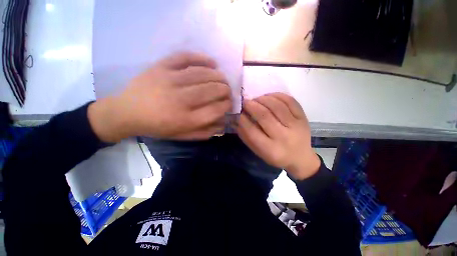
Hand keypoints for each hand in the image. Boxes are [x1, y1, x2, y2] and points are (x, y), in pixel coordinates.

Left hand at [88, 52, 231, 141]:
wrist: (127, 112)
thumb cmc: (158, 127)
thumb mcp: (182, 136)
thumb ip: (204, 132)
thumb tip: (223, 123)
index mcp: (185, 119)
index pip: (215, 109)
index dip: (227, 105)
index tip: (230, 103)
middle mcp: (180, 100)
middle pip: (211, 90)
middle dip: (225, 90)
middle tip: (228, 91)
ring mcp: (169, 80)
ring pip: (202, 74)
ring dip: (218, 76)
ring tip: (223, 79)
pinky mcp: (161, 67)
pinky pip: (185, 57)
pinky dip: (201, 58)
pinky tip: (212, 62)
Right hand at [235, 93, 319, 179]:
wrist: (300, 158)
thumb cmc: (276, 156)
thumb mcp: (258, 151)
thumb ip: (246, 136)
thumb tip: (236, 119)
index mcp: (271, 149)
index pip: (252, 131)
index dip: (242, 119)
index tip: (237, 111)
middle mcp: (284, 137)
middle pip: (264, 116)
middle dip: (251, 105)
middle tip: (244, 101)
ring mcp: (296, 126)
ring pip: (277, 106)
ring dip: (263, 99)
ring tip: (256, 99)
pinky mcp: (303, 118)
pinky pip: (290, 101)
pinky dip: (277, 95)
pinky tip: (269, 96)